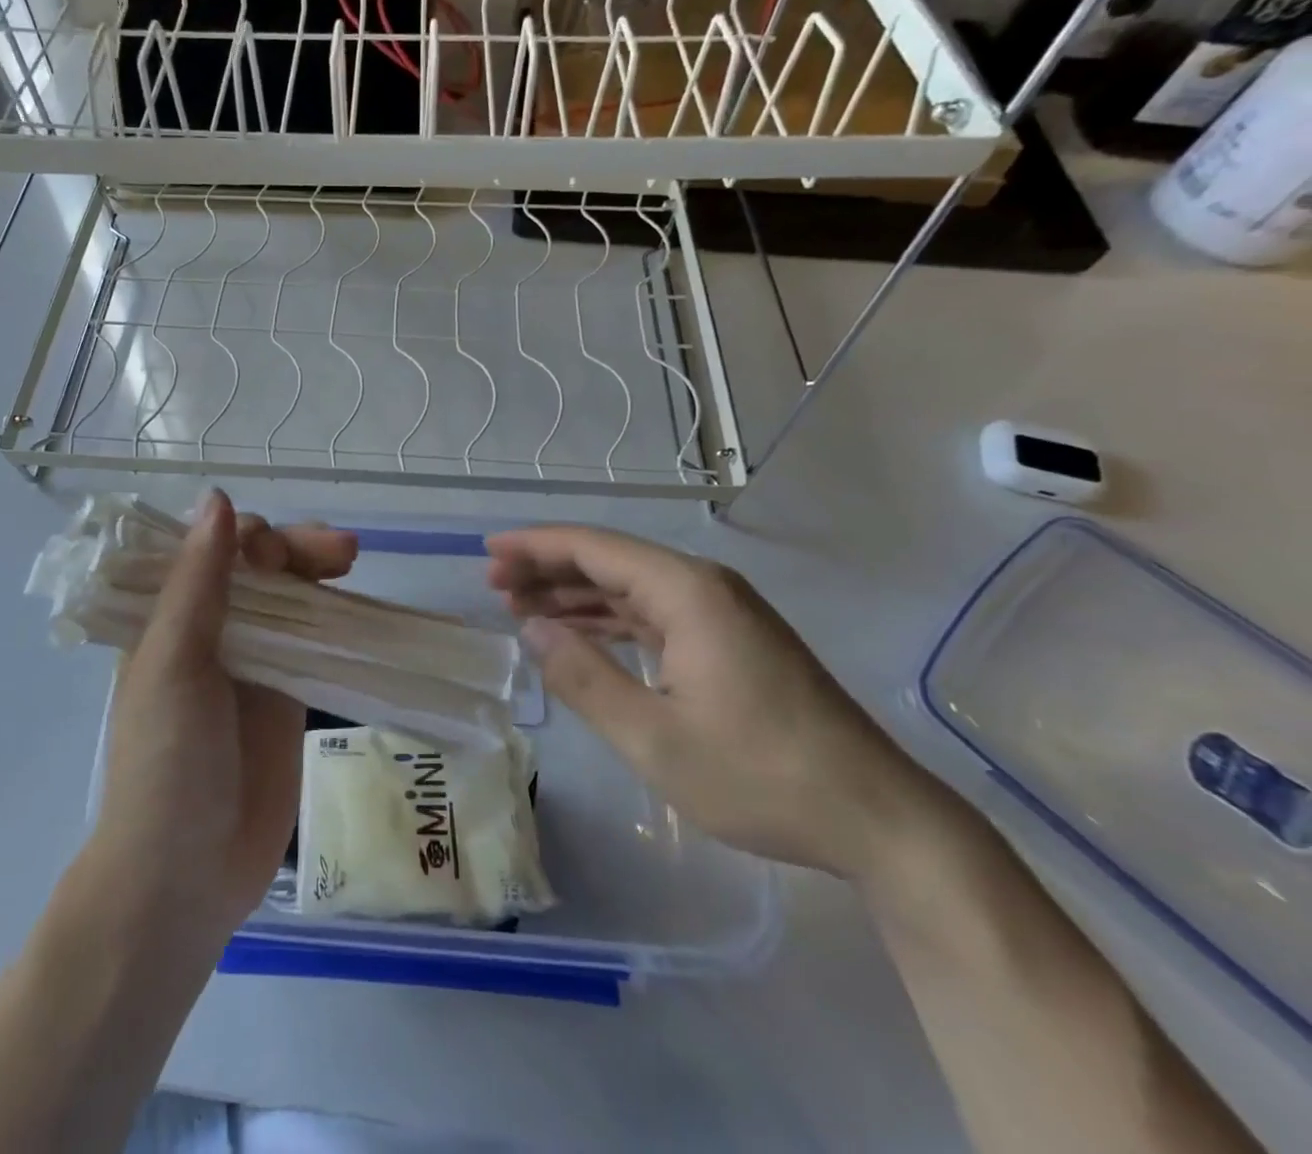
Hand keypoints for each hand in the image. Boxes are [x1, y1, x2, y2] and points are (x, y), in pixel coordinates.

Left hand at [91, 490, 356, 934]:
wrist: (185, 874)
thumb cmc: (166, 763)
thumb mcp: (174, 663)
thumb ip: (199, 582)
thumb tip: (217, 497)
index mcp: (169, 618)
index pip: (212, 550)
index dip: (248, 537)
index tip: (277, 551)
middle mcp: (210, 632)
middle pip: (258, 569)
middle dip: (295, 549)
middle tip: (341, 550)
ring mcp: (252, 664)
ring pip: (290, 599)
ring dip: (317, 574)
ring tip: (349, 559)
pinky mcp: (286, 697)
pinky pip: (313, 642)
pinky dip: (333, 619)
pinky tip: (356, 607)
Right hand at [486, 525, 932, 879]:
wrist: (876, 818)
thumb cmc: (760, 776)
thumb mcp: (653, 737)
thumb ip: (584, 677)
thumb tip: (533, 628)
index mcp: (686, 592)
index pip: (594, 548)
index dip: (536, 546)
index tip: (489, 551)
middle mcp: (703, 587)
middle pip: (611, 560)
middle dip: (549, 568)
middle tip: (495, 585)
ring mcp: (722, 613)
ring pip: (631, 587)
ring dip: (577, 595)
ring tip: (522, 606)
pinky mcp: (731, 641)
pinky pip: (655, 614)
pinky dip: (610, 620)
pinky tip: (580, 634)